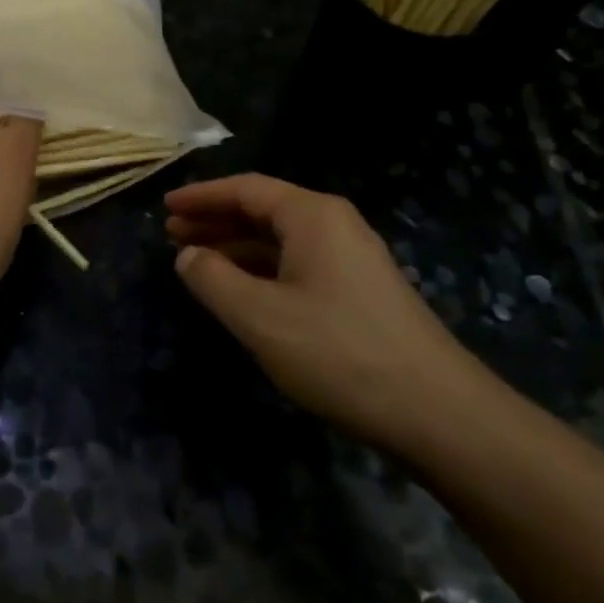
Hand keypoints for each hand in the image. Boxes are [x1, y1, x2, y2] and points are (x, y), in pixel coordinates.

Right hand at [165, 174, 486, 450]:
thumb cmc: (339, 353)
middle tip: (172, 234)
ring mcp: (352, 259)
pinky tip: (242, 292)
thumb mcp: (260, 317)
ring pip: (281, 240)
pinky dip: (262, 270)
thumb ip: (213, 280)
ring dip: (236, 247)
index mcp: (312, 215)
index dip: (201, 196)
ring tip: (196, 261)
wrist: (438, 413)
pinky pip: (298, 264)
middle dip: (216, 220)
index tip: (165, 206)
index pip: (246, 189)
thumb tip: (187, 256)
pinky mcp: (360, 292)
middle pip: (263, 209)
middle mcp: (334, 225)